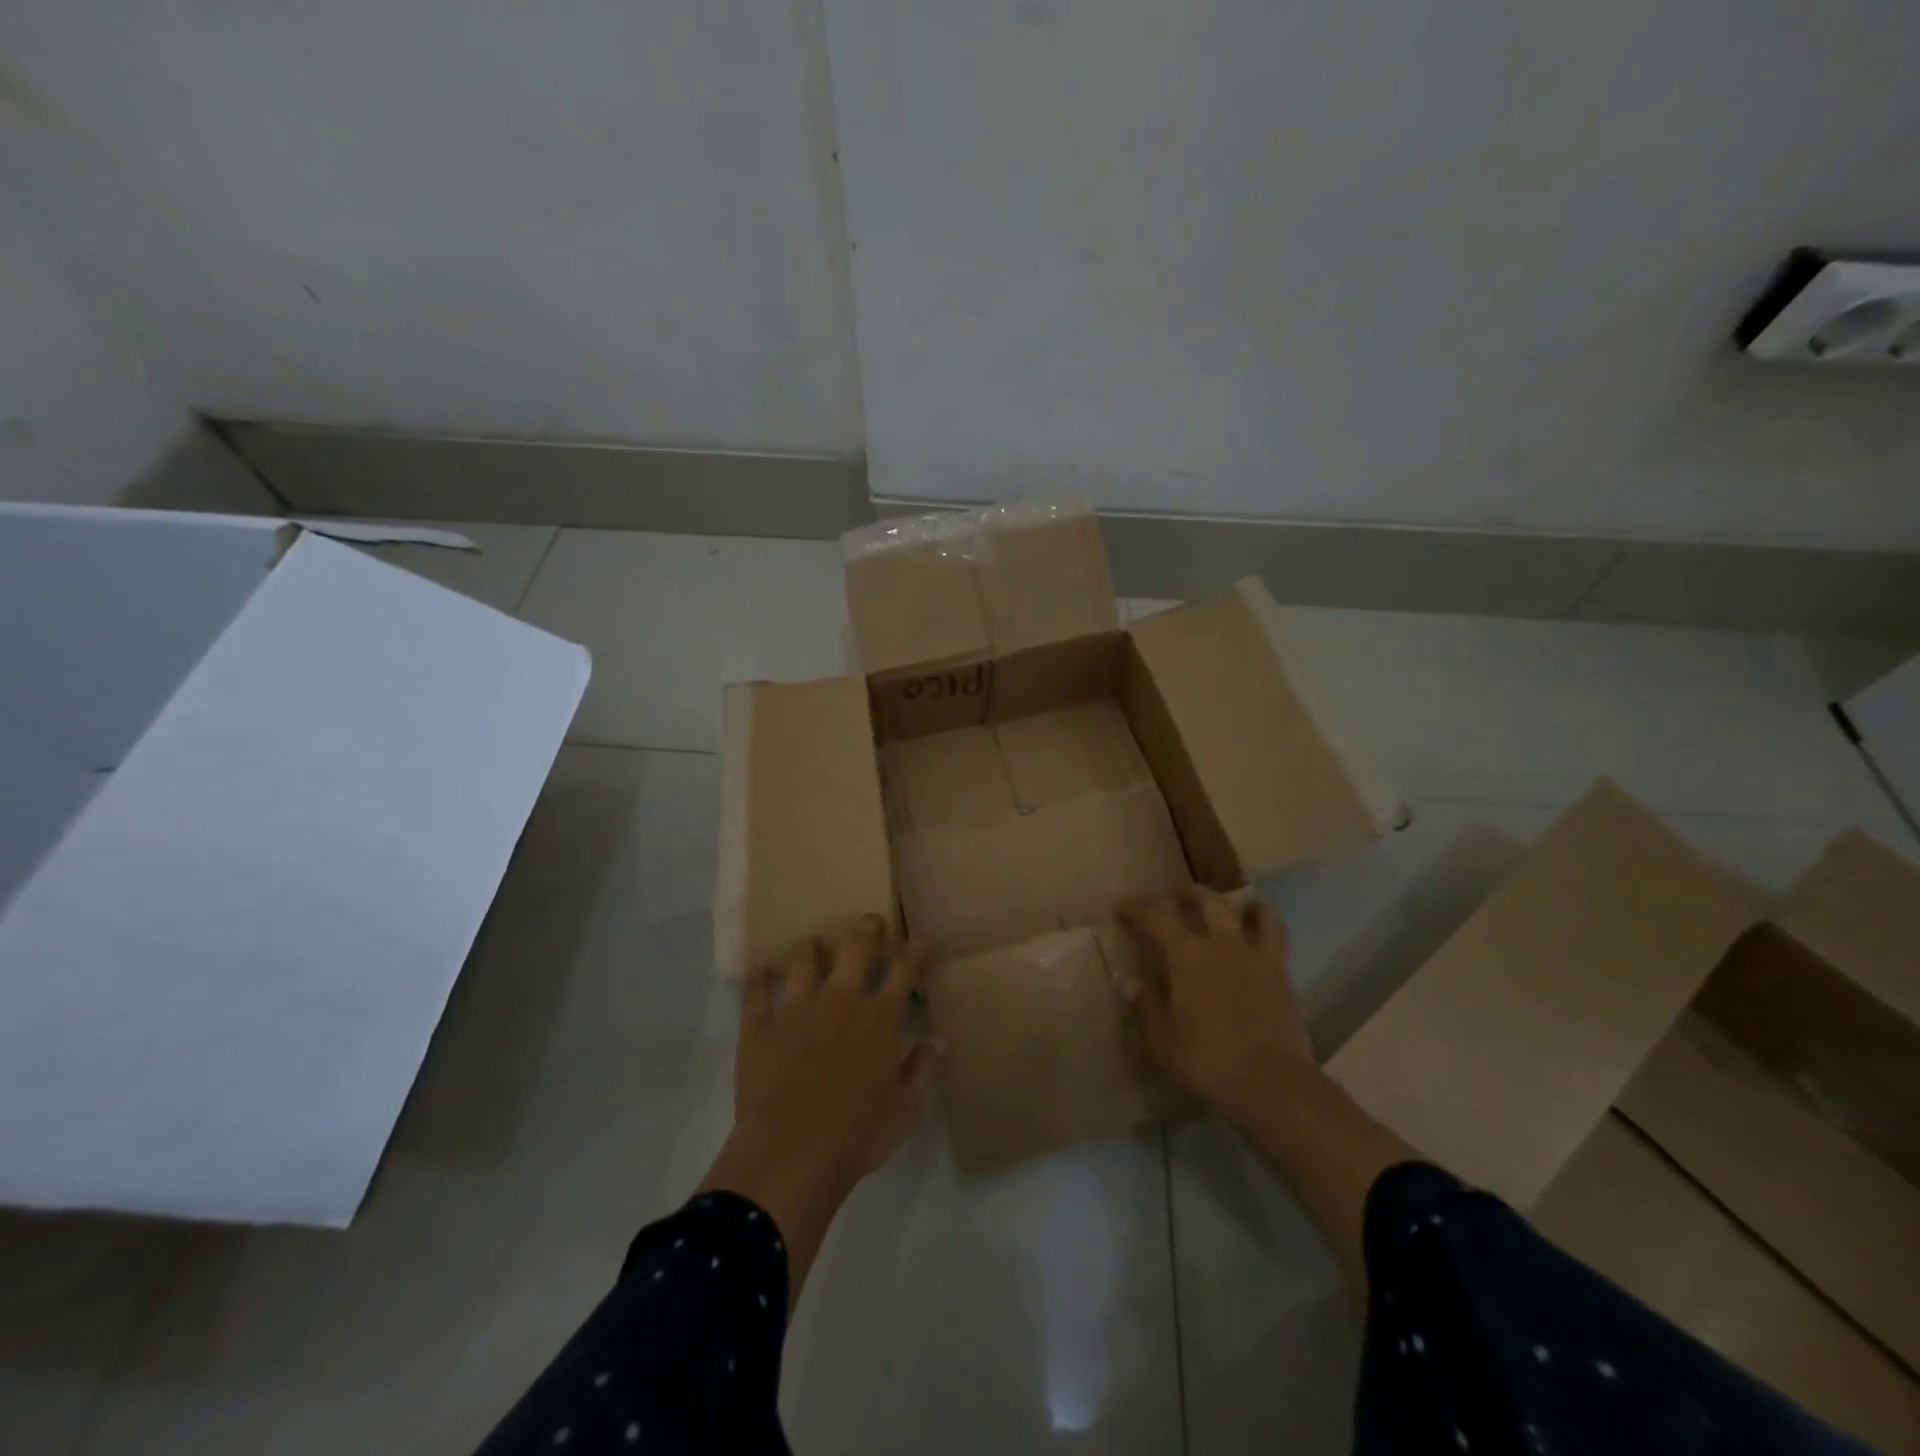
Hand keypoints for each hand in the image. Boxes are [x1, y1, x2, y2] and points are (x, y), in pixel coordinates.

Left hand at [733, 916, 933, 1184]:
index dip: (916, 950)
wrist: (791, 1151)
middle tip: (869, 921)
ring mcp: (797, 1009)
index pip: (905, 971)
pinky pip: (757, 993)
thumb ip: (920, 1071)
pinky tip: (759, 970)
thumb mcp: (905, 1111)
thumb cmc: (858, 1135)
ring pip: (804, 962)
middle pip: (856, 950)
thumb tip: (933, 1042)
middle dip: (866, 930)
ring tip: (812, 943)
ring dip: (810, 949)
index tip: (921, 938)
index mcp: (880, 1019)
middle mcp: (840, 1001)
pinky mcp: (760, 1026)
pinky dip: (759, 979)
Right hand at [1118, 888, 1312, 1123]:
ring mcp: (1255, 956)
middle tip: (1173, 899)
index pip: (1155, 916)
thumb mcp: (1162, 1038)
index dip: (1135, 907)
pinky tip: (1260, 925)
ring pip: (1247, 911)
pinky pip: (1276, 935)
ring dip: (1232, 901)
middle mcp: (1221, 943)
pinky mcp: (1281, 974)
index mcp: (1186, 954)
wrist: (1270, 1083)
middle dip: (1185, 895)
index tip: (1121, 908)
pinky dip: (1265, 921)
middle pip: (1204, 902)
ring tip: (1225, 904)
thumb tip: (1133, 984)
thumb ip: (1147, 1006)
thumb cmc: (1206, 1059)